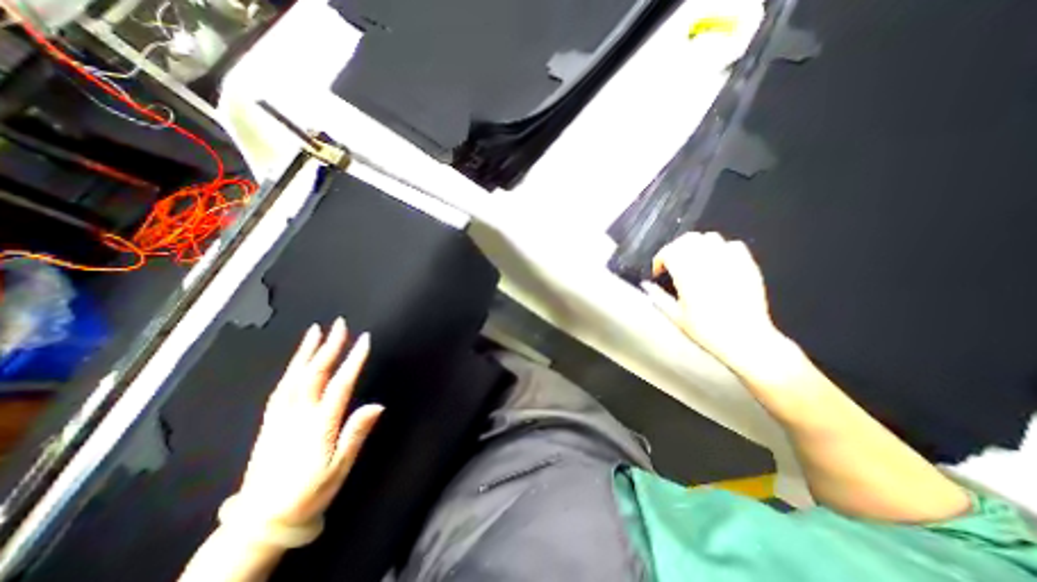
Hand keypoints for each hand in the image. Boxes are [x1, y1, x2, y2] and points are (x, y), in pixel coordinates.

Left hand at [232, 318, 382, 525]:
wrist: (259, 523)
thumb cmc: (308, 494)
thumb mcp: (339, 468)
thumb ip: (356, 433)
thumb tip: (377, 405)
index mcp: (318, 425)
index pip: (339, 385)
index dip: (353, 360)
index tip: (364, 340)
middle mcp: (297, 416)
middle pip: (314, 374)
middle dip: (329, 346)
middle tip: (340, 324)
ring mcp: (279, 418)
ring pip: (293, 377)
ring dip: (306, 351)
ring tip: (315, 331)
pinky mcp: (268, 423)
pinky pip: (279, 389)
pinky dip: (290, 369)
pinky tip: (297, 360)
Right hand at [647, 229, 782, 363]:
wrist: (745, 339)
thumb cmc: (706, 330)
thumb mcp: (676, 317)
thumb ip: (659, 297)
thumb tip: (646, 285)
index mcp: (687, 275)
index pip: (669, 251)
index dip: (660, 258)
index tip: (659, 271)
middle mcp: (708, 263)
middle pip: (688, 239)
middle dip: (676, 248)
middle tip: (674, 263)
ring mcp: (730, 262)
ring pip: (709, 237)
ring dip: (698, 245)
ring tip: (695, 260)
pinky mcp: (747, 265)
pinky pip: (733, 245)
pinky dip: (722, 249)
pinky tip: (719, 262)